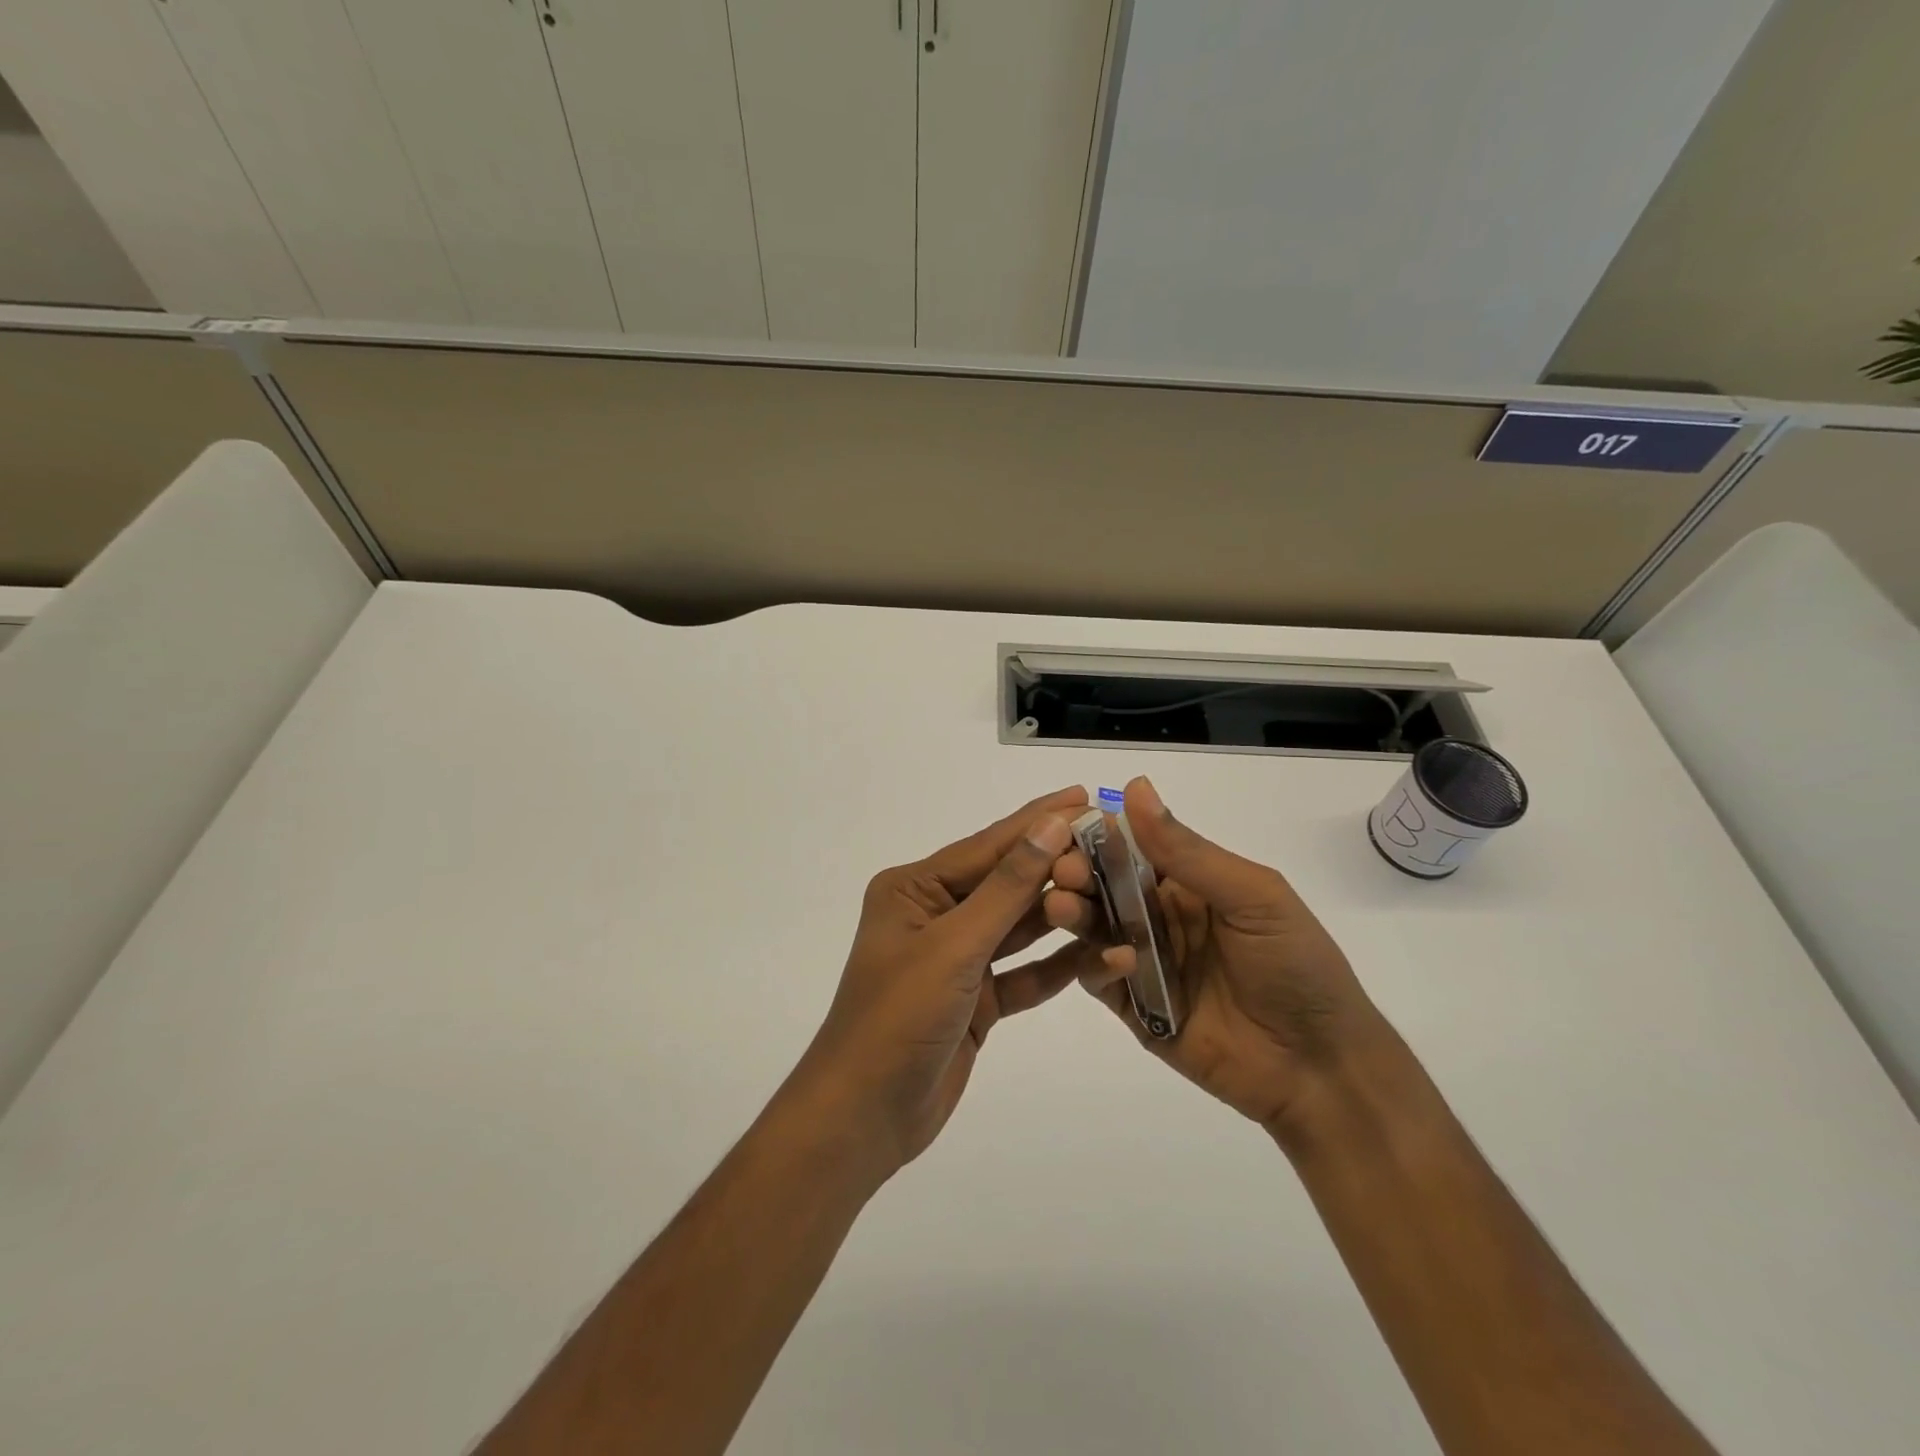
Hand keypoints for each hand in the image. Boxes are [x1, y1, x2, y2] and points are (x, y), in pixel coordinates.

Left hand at [790, 787, 1098, 1178]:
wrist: (865, 1117)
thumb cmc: (898, 1018)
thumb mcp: (954, 946)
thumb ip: (1007, 887)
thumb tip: (1050, 825)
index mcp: (914, 889)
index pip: (987, 846)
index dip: (1038, 821)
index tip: (1085, 797)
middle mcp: (936, 915)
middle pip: (1007, 882)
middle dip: (1057, 866)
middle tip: (1115, 844)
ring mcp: (958, 958)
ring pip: (1020, 927)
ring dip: (1063, 914)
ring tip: (1117, 890)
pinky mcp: (977, 999)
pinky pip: (1025, 973)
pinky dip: (1058, 966)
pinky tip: (1102, 953)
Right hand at [1045, 776, 1388, 1135]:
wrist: (1320, 1068)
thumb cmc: (1296, 965)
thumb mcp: (1252, 896)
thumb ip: (1188, 851)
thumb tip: (1135, 787)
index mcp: (1187, 883)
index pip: (1130, 847)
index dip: (1099, 835)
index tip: (1067, 827)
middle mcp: (1158, 916)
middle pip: (1102, 886)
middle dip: (1077, 873)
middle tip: (1062, 871)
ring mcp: (1143, 961)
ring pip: (1092, 928)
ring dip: (1073, 913)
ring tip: (1061, 907)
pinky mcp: (1134, 1006)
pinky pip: (1099, 978)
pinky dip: (1097, 965)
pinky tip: (1118, 960)